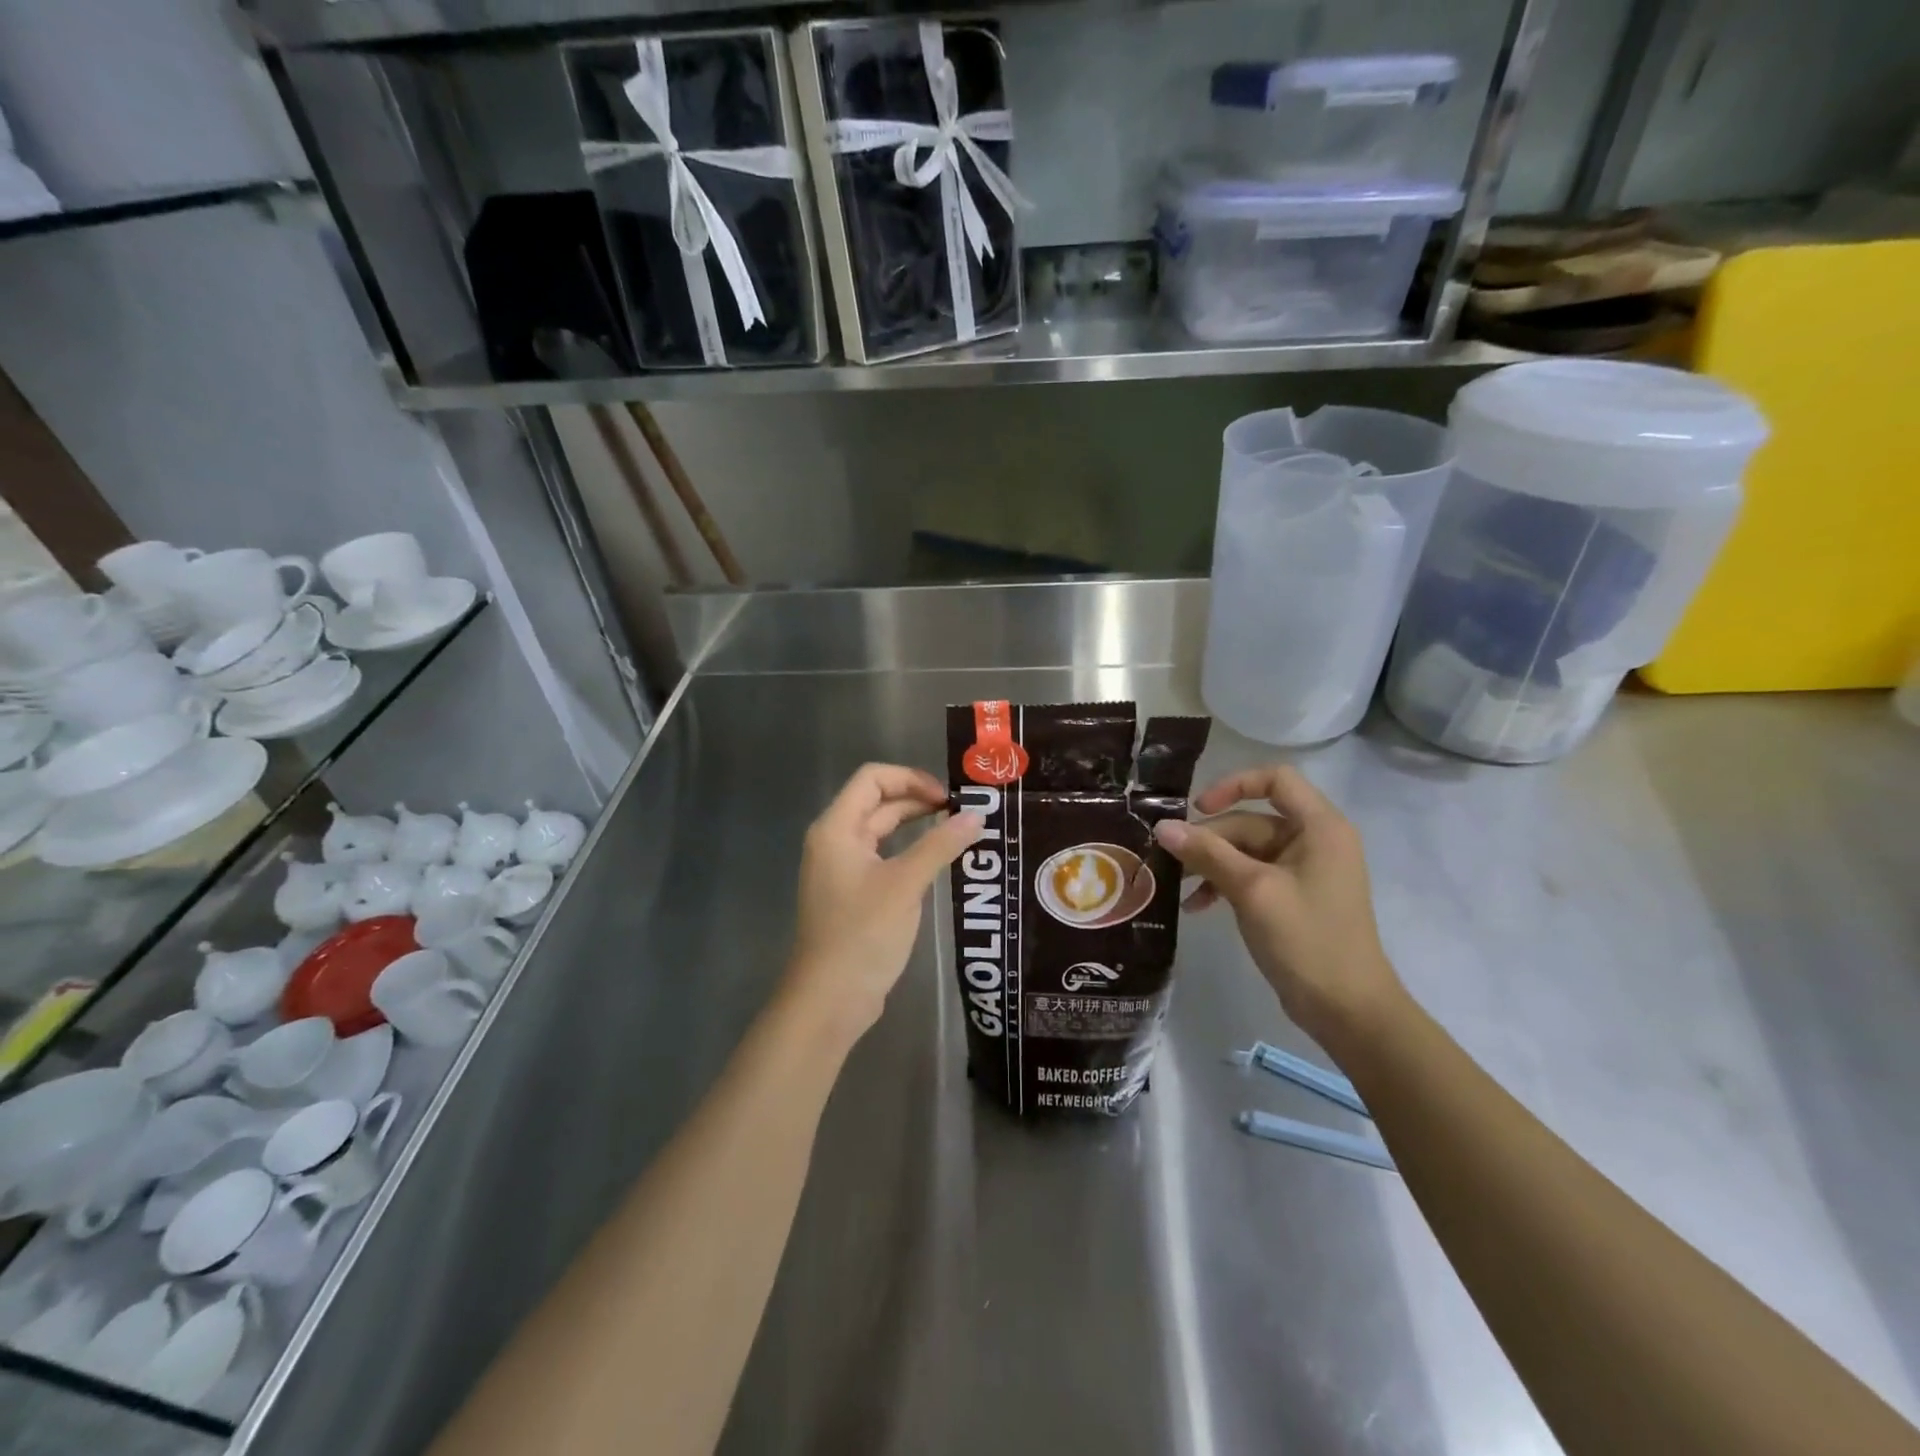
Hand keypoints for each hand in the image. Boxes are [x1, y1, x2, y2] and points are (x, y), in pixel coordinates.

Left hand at [785, 764, 982, 1039]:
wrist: (830, 999)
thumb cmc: (862, 934)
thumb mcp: (905, 885)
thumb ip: (940, 845)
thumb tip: (977, 814)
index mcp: (837, 828)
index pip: (872, 779)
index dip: (911, 779)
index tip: (948, 797)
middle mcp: (836, 841)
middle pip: (878, 803)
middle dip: (919, 800)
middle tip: (964, 811)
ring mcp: (843, 869)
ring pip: (883, 831)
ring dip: (918, 826)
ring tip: (959, 830)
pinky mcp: (854, 893)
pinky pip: (885, 858)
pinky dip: (911, 852)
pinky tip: (940, 861)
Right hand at [1152, 765, 1405, 1049]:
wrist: (1348, 1010)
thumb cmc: (1307, 940)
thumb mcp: (1252, 890)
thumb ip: (1208, 853)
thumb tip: (1163, 826)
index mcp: (1319, 827)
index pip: (1276, 780)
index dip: (1234, 785)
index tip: (1199, 809)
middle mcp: (1314, 841)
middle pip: (1251, 820)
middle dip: (1211, 840)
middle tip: (1172, 863)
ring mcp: (1304, 871)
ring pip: (1246, 851)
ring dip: (1212, 865)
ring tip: (1178, 886)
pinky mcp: (1292, 897)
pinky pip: (1251, 876)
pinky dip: (1224, 885)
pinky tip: (1197, 907)